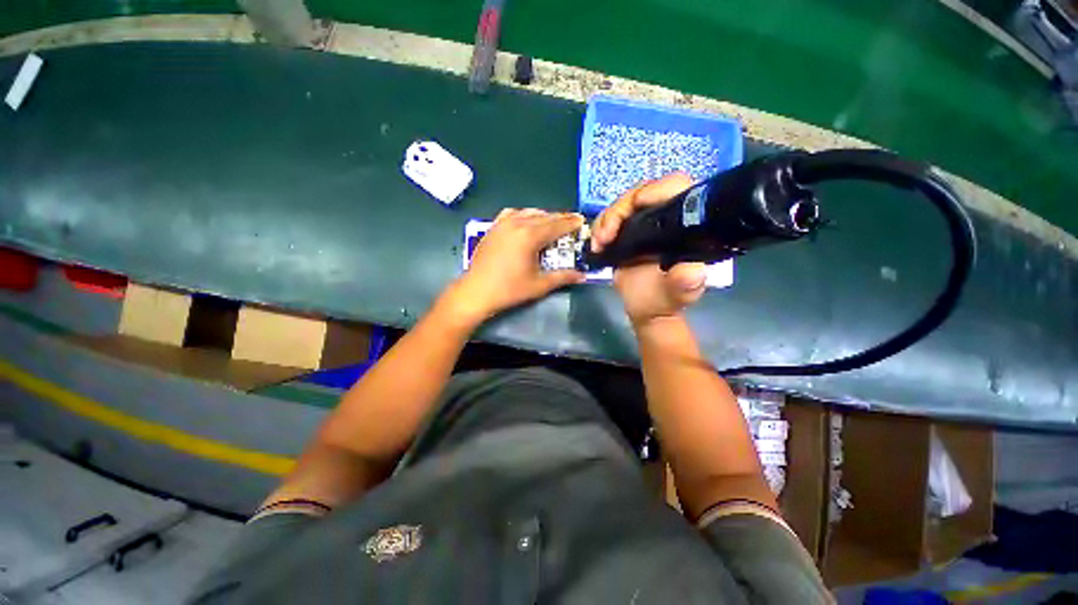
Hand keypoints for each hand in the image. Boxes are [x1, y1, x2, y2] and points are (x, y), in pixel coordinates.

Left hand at [442, 209, 585, 326]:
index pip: (556, 225)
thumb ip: (563, 277)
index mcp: (530, 236)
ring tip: (553, 223)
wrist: (476, 291)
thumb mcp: (539, 285)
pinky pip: (513, 214)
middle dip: (560, 218)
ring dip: (544, 216)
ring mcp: (503, 223)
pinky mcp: (493, 227)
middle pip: (544, 216)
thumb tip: (582, 275)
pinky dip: (524, 215)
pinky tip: (527, 221)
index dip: (571, 223)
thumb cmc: (509, 290)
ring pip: (529, 212)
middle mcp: (517, 223)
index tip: (582, 221)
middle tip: (572, 221)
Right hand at [591, 173, 707, 327]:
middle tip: (606, 235)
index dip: (655, 190)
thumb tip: (693, 271)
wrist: (643, 308)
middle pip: (642, 192)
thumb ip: (685, 283)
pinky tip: (597, 243)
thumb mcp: (676, 294)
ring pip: (623, 204)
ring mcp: (645, 223)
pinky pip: (611, 217)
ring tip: (600, 242)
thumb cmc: (663, 300)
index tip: (635, 207)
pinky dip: (600, 227)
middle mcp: (666, 218)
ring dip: (606, 219)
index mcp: (685, 225)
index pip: (676, 188)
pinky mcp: (627, 231)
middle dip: (620, 209)